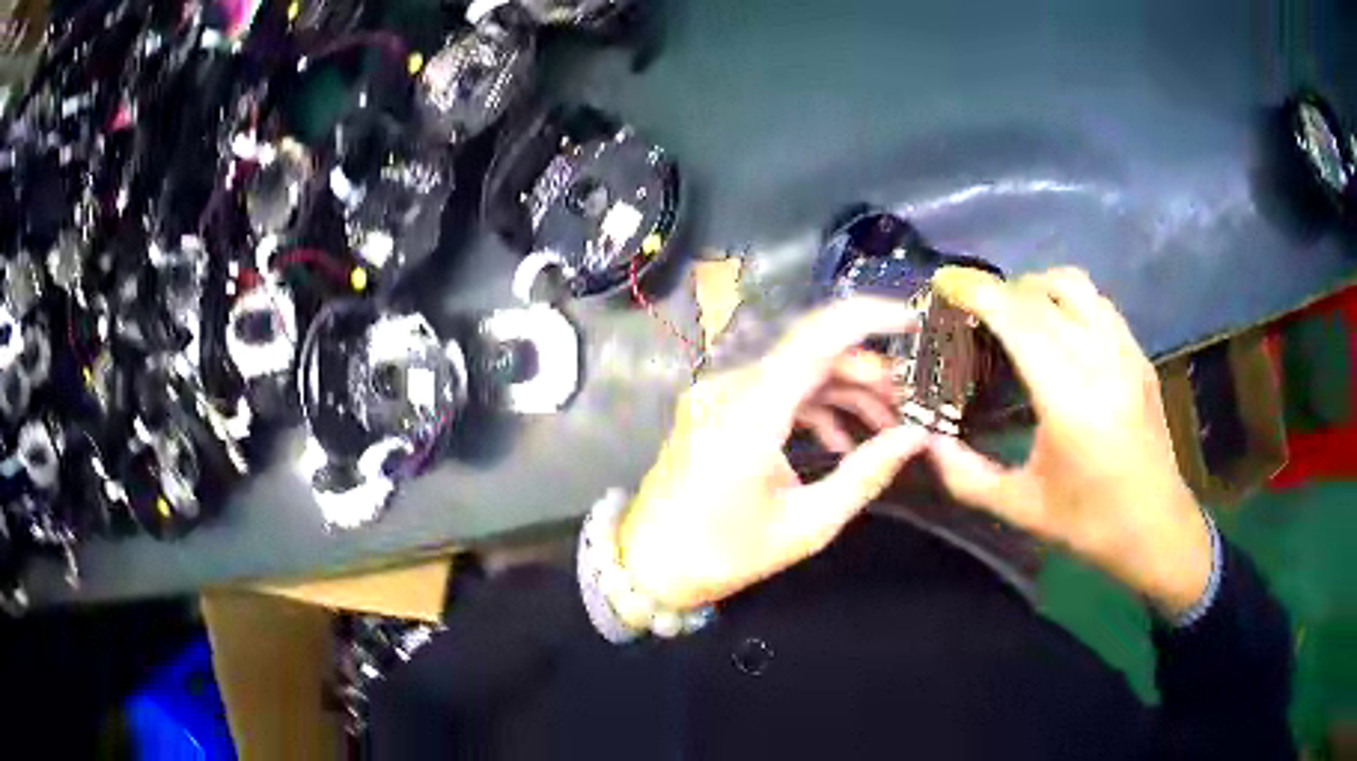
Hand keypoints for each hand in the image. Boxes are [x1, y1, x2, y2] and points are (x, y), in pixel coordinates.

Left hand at [619, 298, 929, 608]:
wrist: (650, 564)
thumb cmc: (725, 555)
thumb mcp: (807, 525)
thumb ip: (866, 475)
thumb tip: (916, 438)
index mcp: (751, 413)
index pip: (818, 337)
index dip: (870, 317)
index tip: (914, 321)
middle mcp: (730, 388)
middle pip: (812, 353)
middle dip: (868, 372)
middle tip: (909, 404)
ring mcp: (717, 393)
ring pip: (795, 370)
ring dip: (843, 391)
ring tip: (885, 426)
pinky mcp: (713, 406)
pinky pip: (772, 390)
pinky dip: (811, 404)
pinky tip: (840, 441)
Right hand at [928, 266, 1211, 616]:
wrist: (1157, 527)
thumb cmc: (1090, 524)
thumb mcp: (1021, 507)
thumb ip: (967, 476)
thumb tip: (926, 442)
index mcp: (1069, 400)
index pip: (1020, 320)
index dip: (979, 293)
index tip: (946, 283)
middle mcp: (1101, 361)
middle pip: (1043, 294)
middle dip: (1000, 288)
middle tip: (971, 306)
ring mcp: (1125, 352)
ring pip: (1076, 286)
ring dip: (1037, 287)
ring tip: (1014, 312)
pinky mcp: (1139, 355)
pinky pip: (1098, 303)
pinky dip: (1067, 300)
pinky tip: (1057, 330)